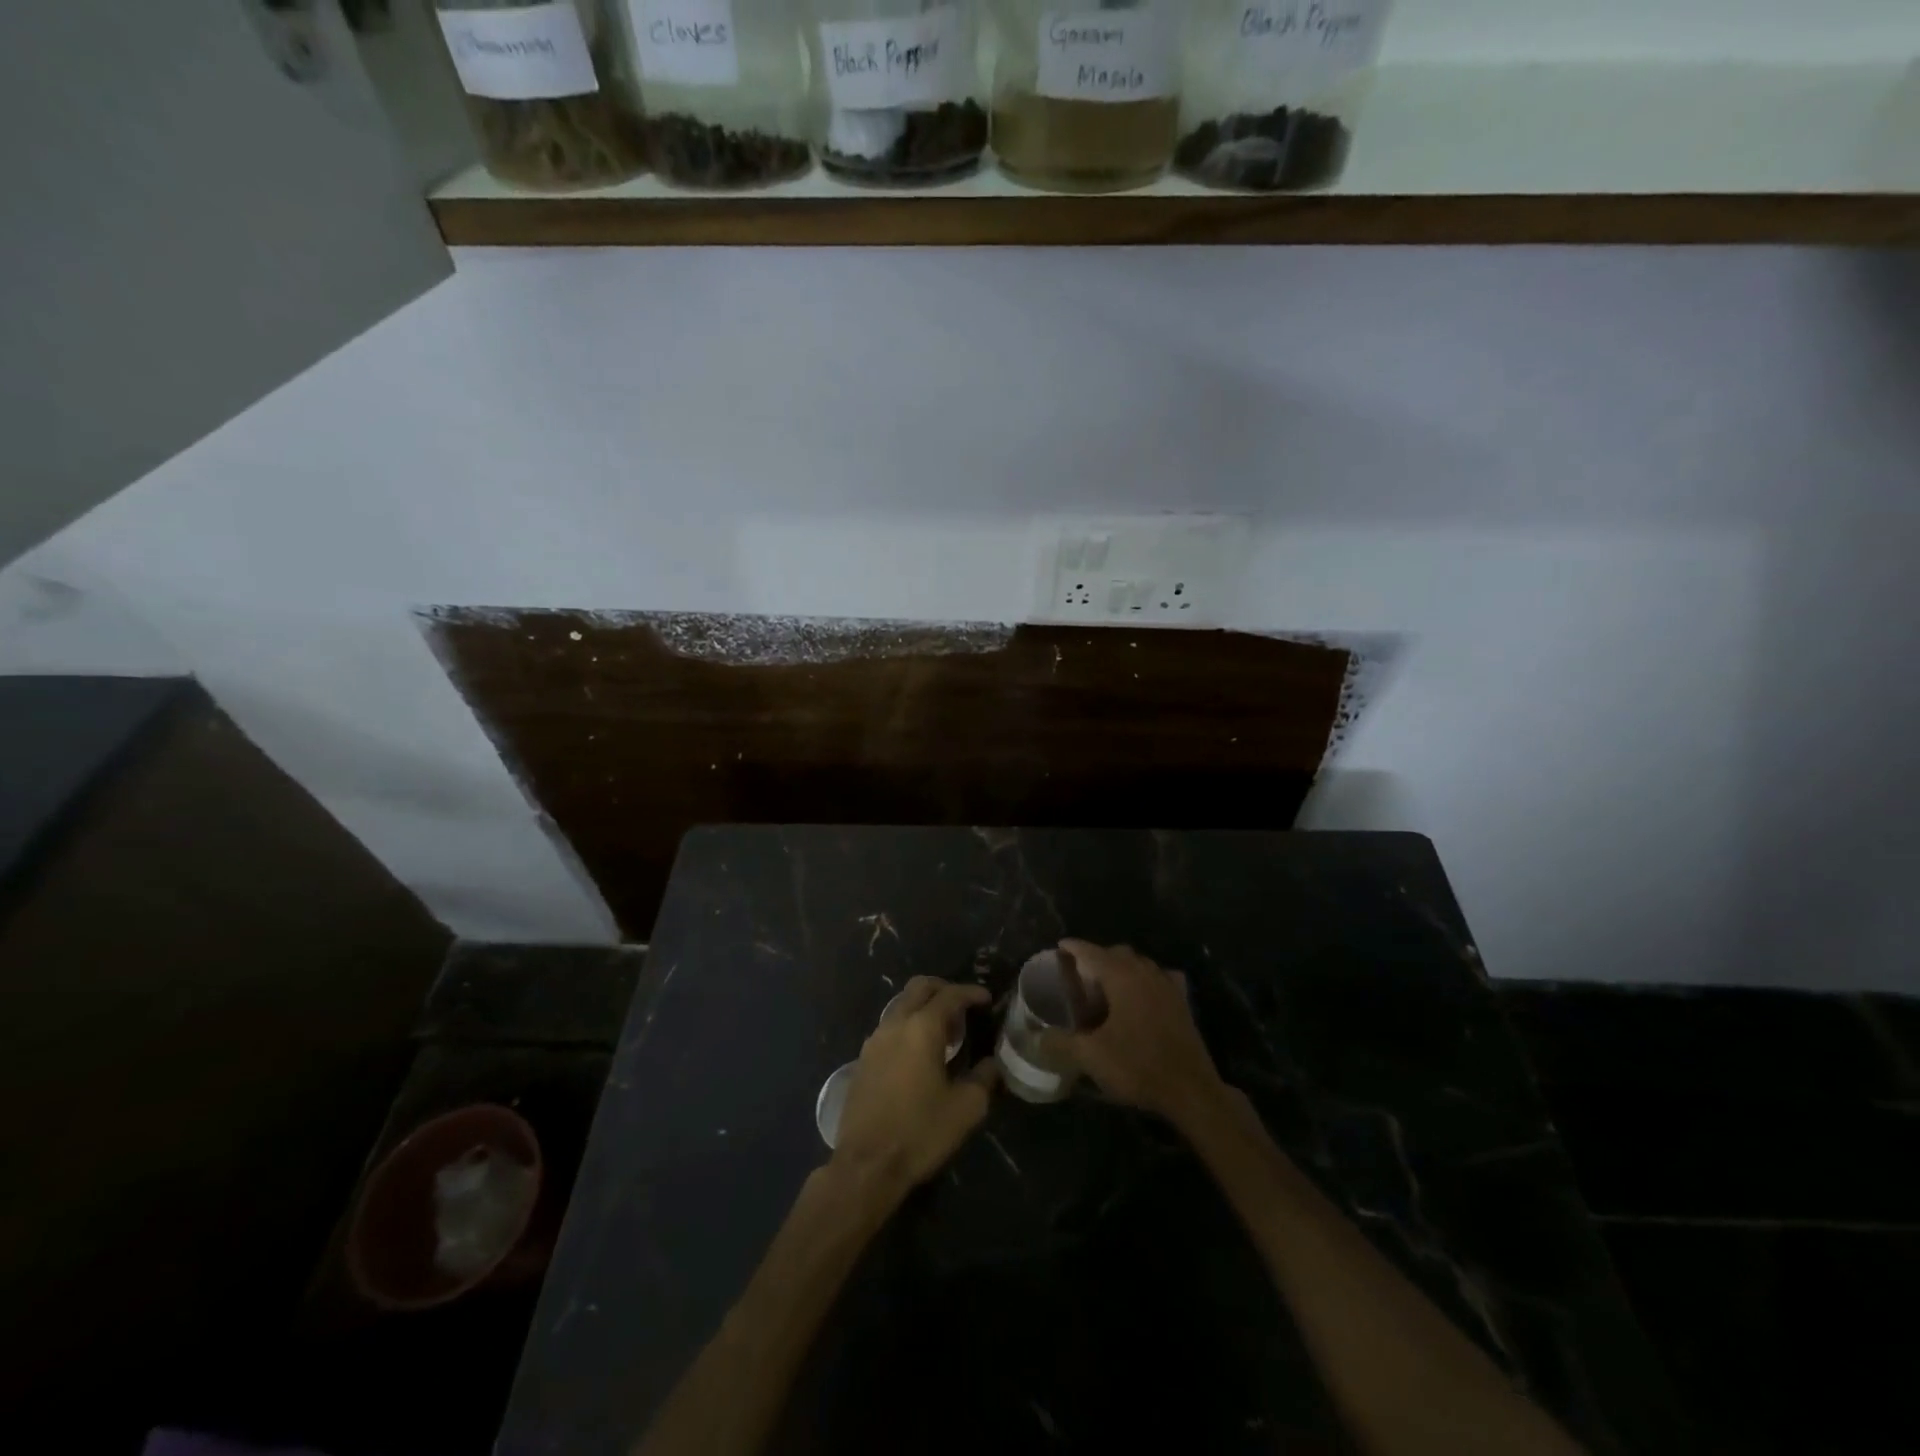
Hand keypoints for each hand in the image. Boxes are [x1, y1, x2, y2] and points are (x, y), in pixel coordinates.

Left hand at [831, 977, 997, 1199]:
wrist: (866, 1165)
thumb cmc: (920, 1132)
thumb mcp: (966, 1108)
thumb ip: (984, 1078)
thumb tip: (992, 1063)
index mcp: (922, 1028)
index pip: (950, 995)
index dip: (971, 993)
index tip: (987, 999)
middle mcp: (895, 1024)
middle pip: (920, 987)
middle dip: (945, 989)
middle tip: (965, 1008)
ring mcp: (875, 1040)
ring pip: (902, 1005)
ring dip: (925, 1007)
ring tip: (946, 1033)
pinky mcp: (863, 1058)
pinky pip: (890, 1026)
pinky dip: (909, 1025)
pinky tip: (920, 1053)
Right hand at [1042, 939, 1224, 1124]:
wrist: (1191, 1091)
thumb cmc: (1138, 1066)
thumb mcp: (1091, 1057)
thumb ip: (1060, 1043)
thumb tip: (1035, 1037)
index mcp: (1122, 977)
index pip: (1092, 952)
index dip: (1075, 947)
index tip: (1060, 946)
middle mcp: (1146, 973)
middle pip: (1118, 953)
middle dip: (1098, 956)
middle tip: (1080, 973)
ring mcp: (1168, 986)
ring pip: (1141, 963)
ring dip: (1122, 966)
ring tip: (1107, 983)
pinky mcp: (1182, 1003)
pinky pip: (1161, 977)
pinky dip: (1148, 978)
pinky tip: (1144, 992)